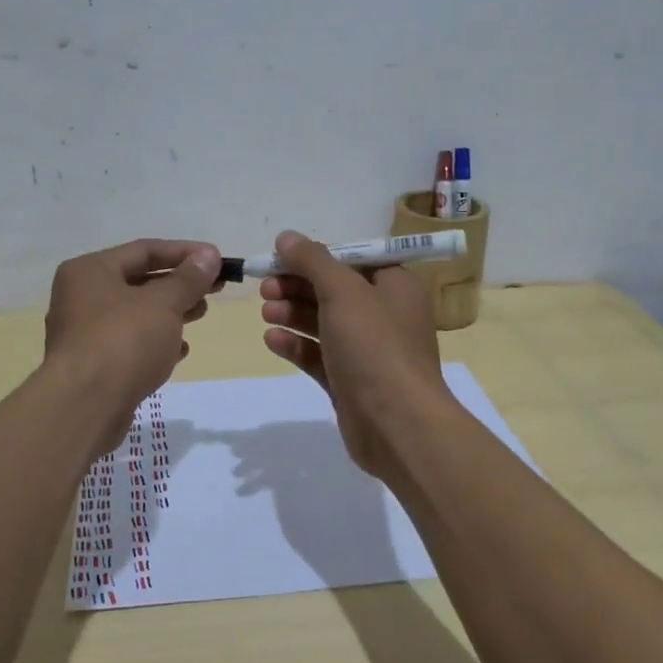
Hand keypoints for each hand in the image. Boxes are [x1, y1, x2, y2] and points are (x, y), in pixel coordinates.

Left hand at [44, 238, 223, 410]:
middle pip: (139, 280)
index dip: (184, 252)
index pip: (144, 250)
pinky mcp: (93, 365)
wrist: (84, 407)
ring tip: (201, 314)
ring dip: (170, 312)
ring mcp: (84, 333)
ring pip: (136, 313)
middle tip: (214, 289)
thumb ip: (188, 279)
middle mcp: (81, 297)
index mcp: (90, 271)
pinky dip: (155, 342)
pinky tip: (180, 351)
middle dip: (179, 284)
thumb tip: (208, 256)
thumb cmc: (123, 341)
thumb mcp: (163, 303)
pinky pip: (129, 343)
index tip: (217, 260)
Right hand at [258, 230, 450, 474]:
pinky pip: (319, 356)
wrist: (397, 426)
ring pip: (324, 323)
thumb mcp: (343, 292)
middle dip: (297, 286)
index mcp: (395, 286)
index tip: (280, 257)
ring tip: (265, 312)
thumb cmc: (375, 346)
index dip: (315, 256)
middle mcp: (385, 315)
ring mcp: (368, 351)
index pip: (352, 259)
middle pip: (334, 290)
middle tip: (265, 286)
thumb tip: (286, 237)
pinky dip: (296, 345)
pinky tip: (271, 340)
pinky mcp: (350, 382)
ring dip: (293, 313)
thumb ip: (313, 261)